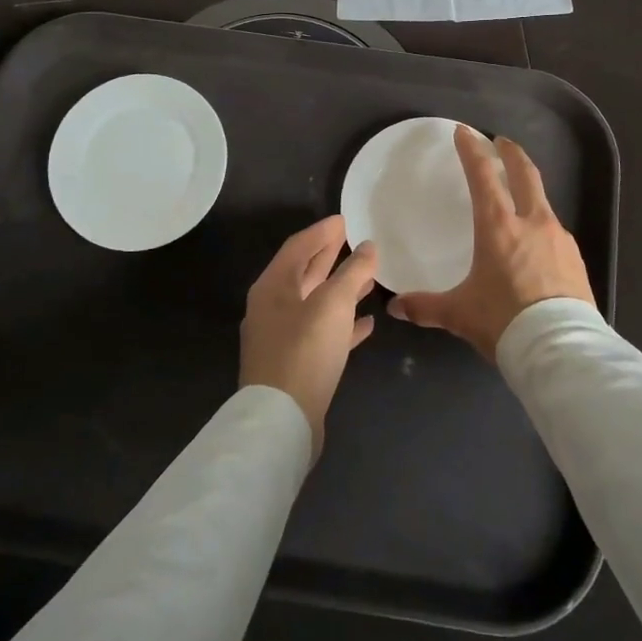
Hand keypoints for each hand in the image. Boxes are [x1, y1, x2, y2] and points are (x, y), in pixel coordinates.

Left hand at [239, 215, 377, 459]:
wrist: (282, 421)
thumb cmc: (305, 351)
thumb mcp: (333, 304)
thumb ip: (353, 273)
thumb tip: (368, 246)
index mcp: (273, 286)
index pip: (298, 246)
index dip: (322, 231)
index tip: (345, 219)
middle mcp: (272, 307)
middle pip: (304, 273)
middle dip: (330, 256)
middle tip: (356, 241)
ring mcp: (281, 338)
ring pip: (315, 303)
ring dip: (340, 289)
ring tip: (369, 278)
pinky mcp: (295, 364)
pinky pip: (322, 333)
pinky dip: (343, 324)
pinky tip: (367, 324)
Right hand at [387, 126, 593, 359]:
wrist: (561, 350)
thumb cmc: (504, 321)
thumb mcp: (459, 314)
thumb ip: (426, 306)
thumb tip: (396, 307)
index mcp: (498, 226)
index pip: (483, 175)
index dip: (472, 150)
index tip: (465, 132)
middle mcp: (531, 222)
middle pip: (524, 174)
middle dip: (511, 153)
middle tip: (501, 142)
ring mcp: (559, 239)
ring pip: (543, 202)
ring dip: (529, 190)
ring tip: (518, 197)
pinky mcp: (576, 259)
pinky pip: (555, 232)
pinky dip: (541, 225)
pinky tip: (536, 244)